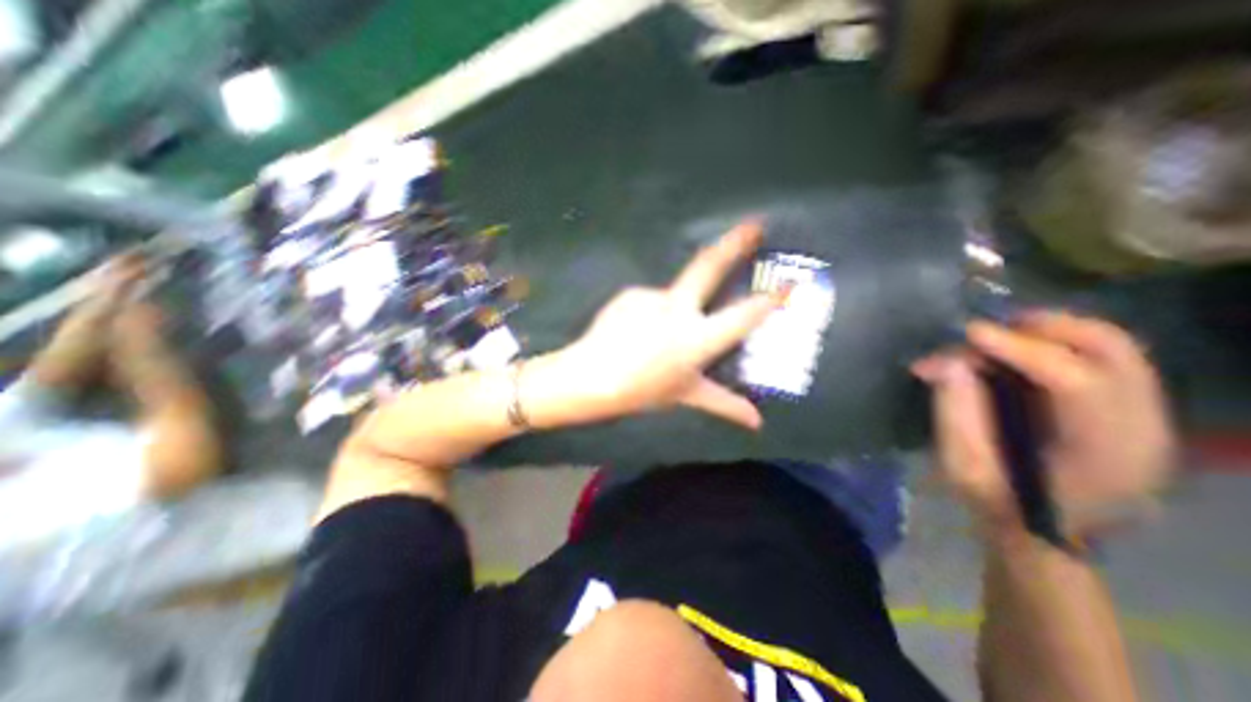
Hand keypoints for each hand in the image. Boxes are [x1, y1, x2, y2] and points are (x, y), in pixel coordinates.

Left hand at [550, 219, 779, 427]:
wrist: (590, 376)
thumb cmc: (642, 390)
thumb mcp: (686, 396)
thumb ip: (724, 404)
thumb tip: (756, 422)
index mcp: (697, 338)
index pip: (744, 315)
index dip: (771, 298)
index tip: (792, 281)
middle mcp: (677, 309)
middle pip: (709, 266)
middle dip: (735, 242)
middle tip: (755, 223)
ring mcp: (651, 297)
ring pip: (674, 295)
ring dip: (673, 310)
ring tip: (651, 338)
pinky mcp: (630, 292)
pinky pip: (649, 301)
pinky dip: (650, 313)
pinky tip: (636, 333)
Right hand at [918, 311, 1179, 541]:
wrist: (1041, 532)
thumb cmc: (997, 502)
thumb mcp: (962, 463)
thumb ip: (954, 410)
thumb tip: (944, 361)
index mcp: (1103, 455)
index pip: (1077, 382)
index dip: (1020, 350)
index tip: (969, 332)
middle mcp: (1142, 429)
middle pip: (1111, 351)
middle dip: (1042, 328)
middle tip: (985, 331)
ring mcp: (1146, 416)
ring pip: (1112, 346)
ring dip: (1049, 331)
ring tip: (996, 337)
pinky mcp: (1127, 407)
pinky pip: (1101, 356)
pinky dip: (1056, 343)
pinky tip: (1017, 352)